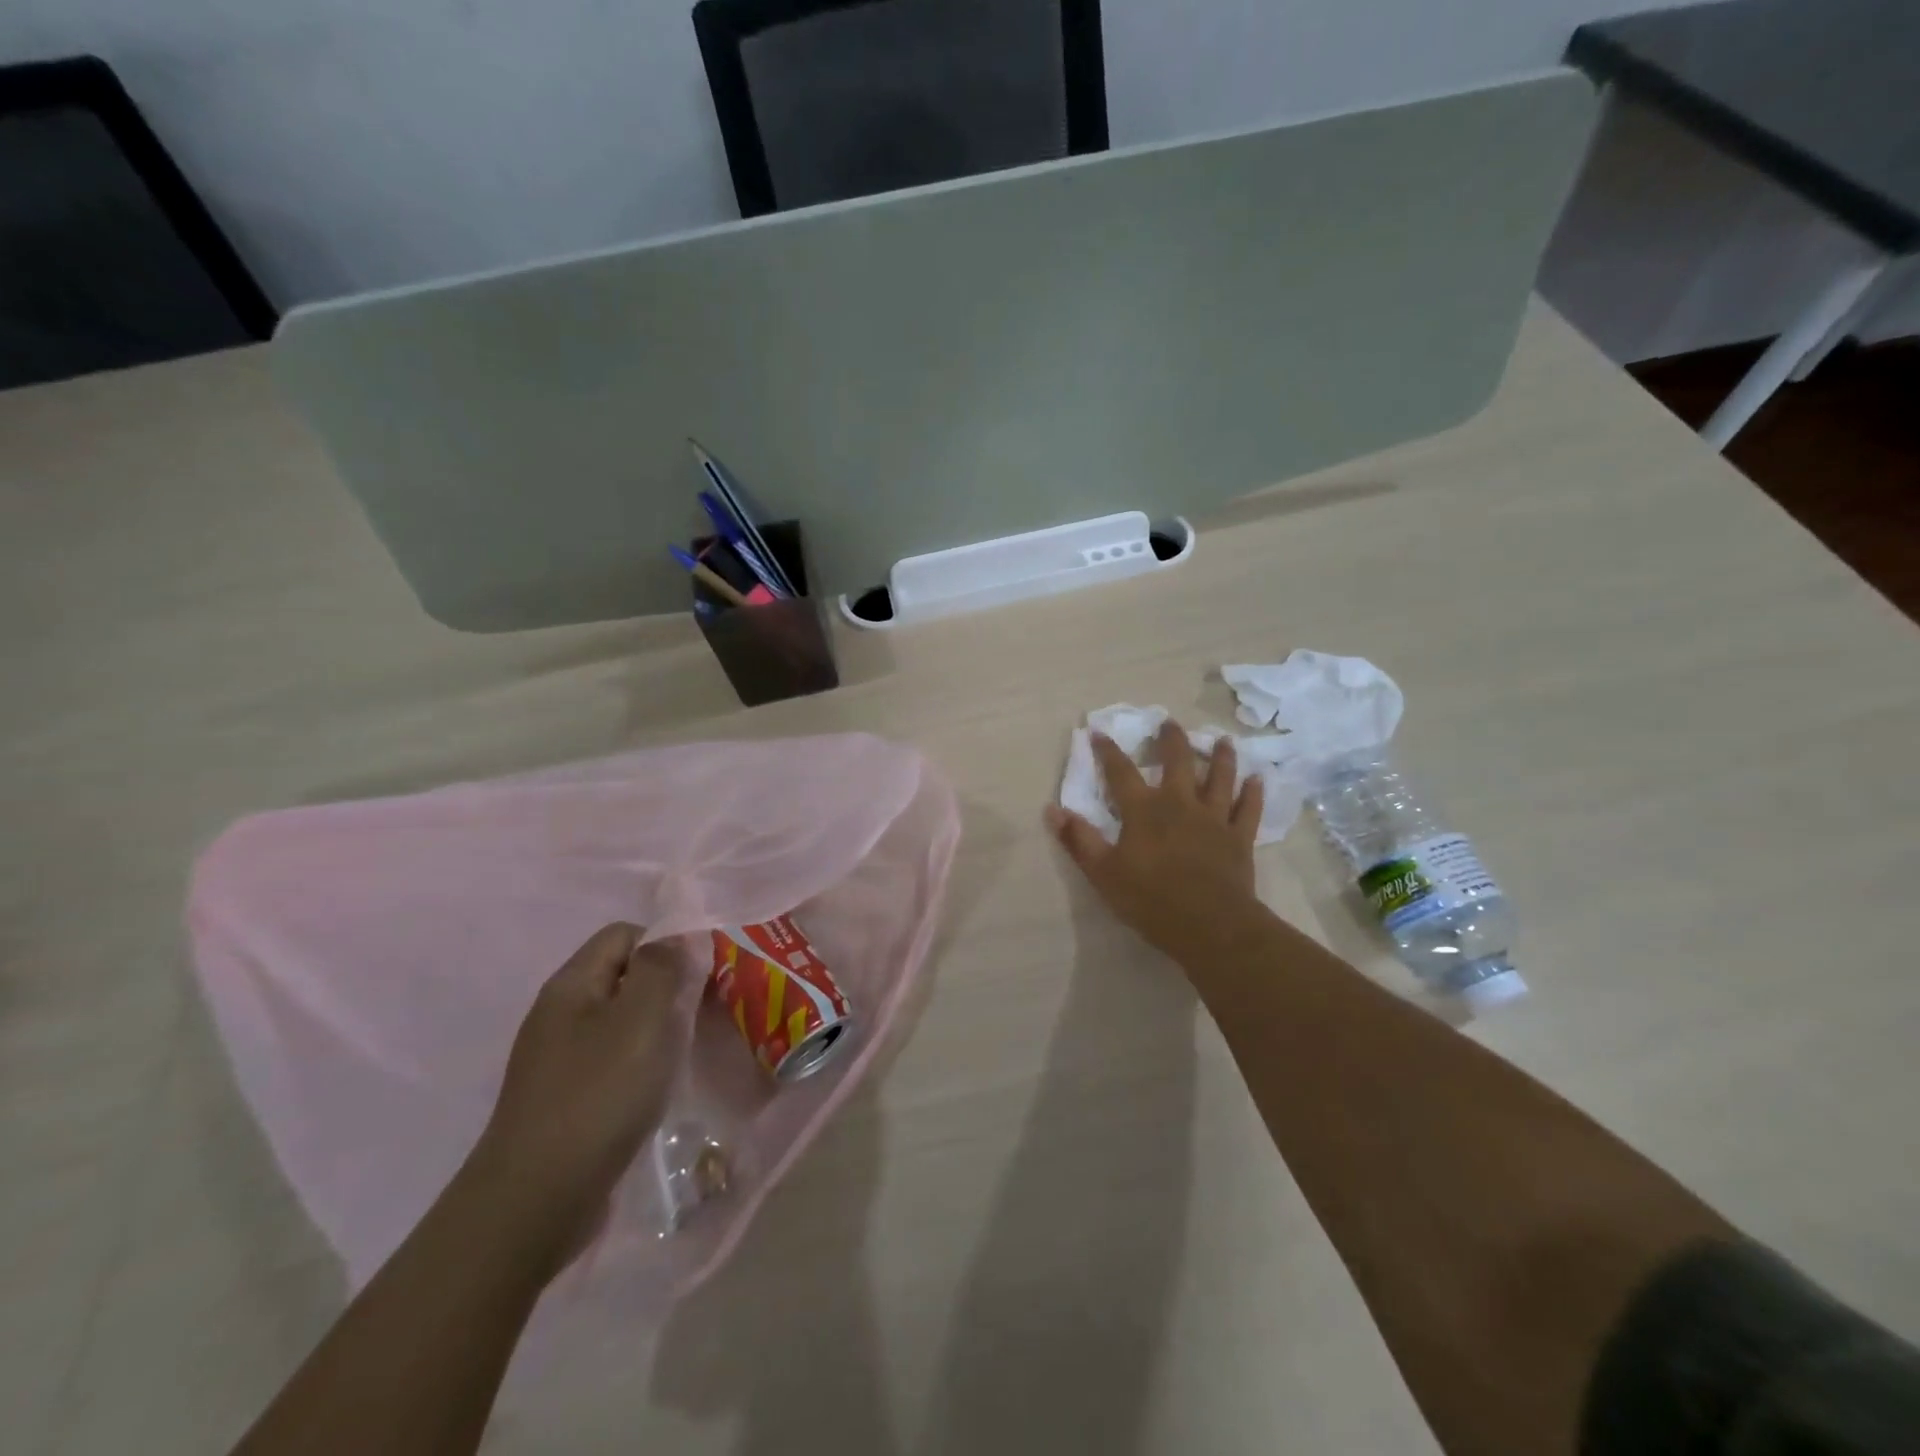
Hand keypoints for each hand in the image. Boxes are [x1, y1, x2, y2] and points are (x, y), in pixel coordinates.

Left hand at [463, 923, 684, 1274]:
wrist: (535, 1200)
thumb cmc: (598, 1094)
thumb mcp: (643, 1018)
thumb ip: (664, 967)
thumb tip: (678, 934)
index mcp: (571, 984)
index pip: (624, 934)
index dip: (666, 944)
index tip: (701, 977)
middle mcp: (559, 1013)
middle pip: (623, 976)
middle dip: (667, 988)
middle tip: (703, 1014)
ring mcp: (557, 1059)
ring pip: (621, 1021)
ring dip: (657, 1029)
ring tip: (686, 1052)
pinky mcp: (564, 1099)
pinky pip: (612, 1060)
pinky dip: (640, 1064)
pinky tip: (657, 1089)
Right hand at [1045, 722, 1264, 959]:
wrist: (1210, 926)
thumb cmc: (1151, 900)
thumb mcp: (1103, 873)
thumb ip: (1079, 839)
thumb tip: (1053, 809)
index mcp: (1144, 810)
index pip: (1120, 772)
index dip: (1107, 751)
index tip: (1098, 732)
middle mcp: (1180, 803)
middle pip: (1178, 762)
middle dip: (1172, 739)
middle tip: (1170, 722)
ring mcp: (1214, 818)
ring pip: (1220, 777)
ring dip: (1220, 756)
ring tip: (1222, 740)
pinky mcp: (1239, 837)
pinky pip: (1248, 809)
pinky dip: (1253, 793)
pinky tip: (1258, 779)